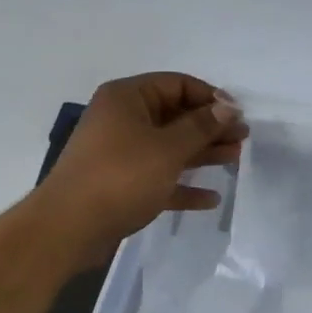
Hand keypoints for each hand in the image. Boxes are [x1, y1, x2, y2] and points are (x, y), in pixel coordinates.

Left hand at [36, 72, 246, 265]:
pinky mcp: (121, 185)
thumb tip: (228, 106)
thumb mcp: (167, 148)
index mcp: (127, 98)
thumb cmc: (120, 176)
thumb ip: (201, 127)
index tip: (238, 115)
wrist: (68, 228)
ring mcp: (121, 153)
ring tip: (235, 160)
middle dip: (210, 127)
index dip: (210, 97)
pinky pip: (159, 178)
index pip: (176, 84)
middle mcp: (122, 119)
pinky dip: (183, 185)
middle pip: (175, 116)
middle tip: (243, 138)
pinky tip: (211, 198)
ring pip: (169, 147)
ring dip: (202, 153)